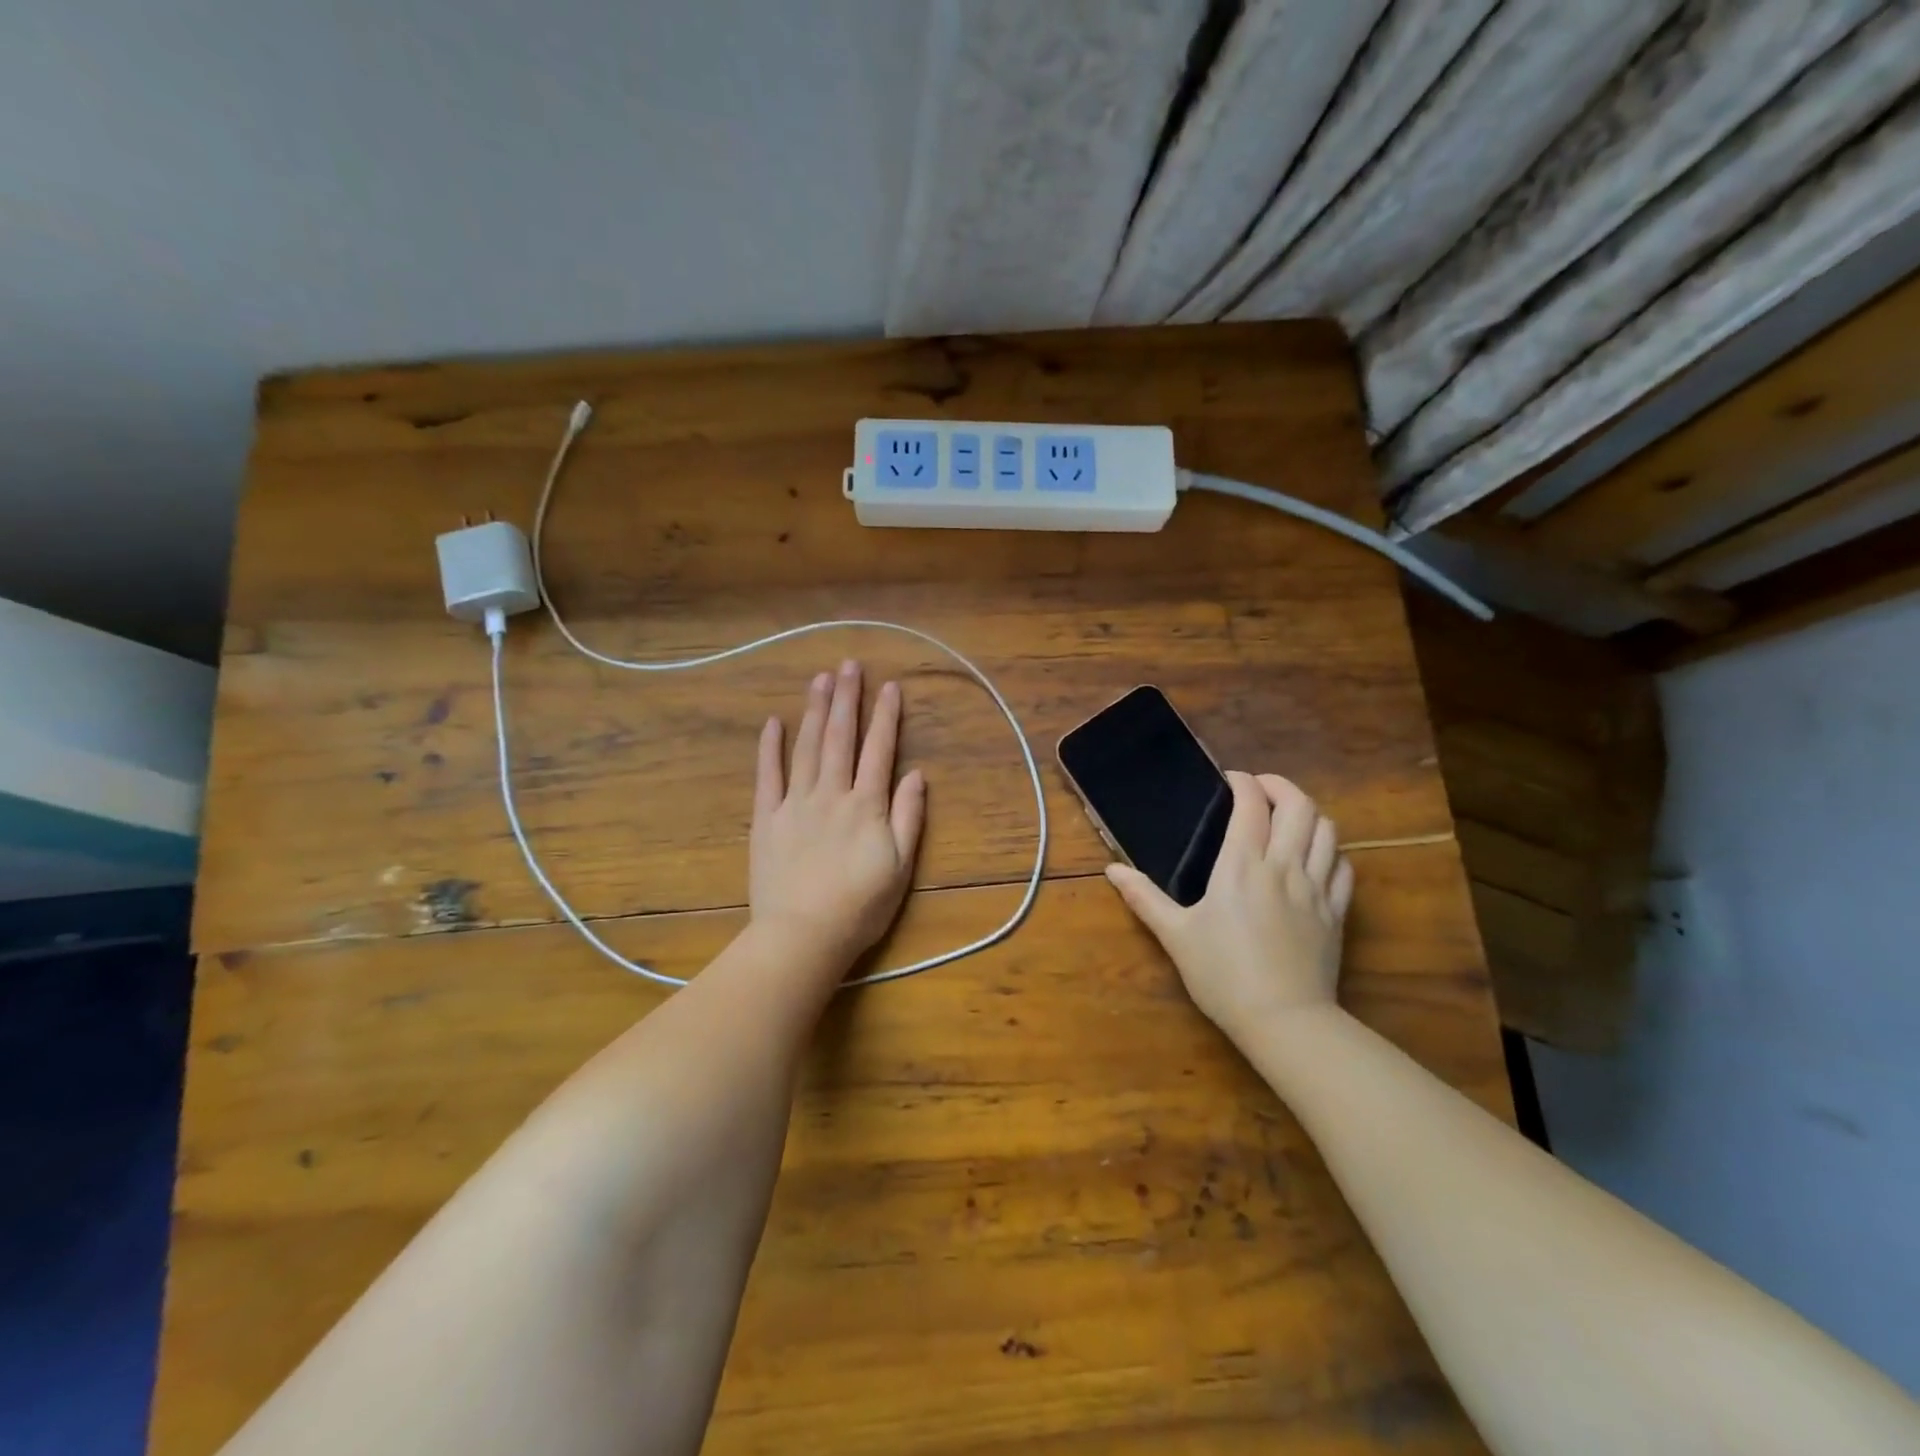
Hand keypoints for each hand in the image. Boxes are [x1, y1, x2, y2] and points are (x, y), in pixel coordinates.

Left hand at [748, 660, 925, 971]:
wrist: (803, 936)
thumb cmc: (860, 907)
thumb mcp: (900, 867)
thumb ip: (908, 817)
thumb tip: (916, 774)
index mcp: (866, 806)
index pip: (880, 750)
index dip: (886, 716)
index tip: (890, 685)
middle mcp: (831, 794)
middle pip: (840, 738)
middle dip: (846, 699)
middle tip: (849, 665)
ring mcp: (795, 804)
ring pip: (806, 748)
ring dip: (813, 711)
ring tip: (819, 679)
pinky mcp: (766, 819)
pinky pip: (767, 777)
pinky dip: (769, 748)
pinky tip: (773, 722)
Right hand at [1106, 772, 1353, 1040]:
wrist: (1283, 1020)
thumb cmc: (1222, 975)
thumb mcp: (1175, 936)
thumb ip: (1144, 898)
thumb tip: (1112, 870)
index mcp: (1241, 866)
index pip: (1251, 804)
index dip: (1243, 782)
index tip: (1229, 780)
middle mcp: (1283, 866)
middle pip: (1299, 806)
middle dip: (1281, 786)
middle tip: (1260, 790)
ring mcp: (1316, 888)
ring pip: (1328, 831)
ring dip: (1308, 814)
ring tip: (1287, 819)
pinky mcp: (1336, 913)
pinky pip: (1343, 867)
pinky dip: (1330, 850)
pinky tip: (1315, 858)